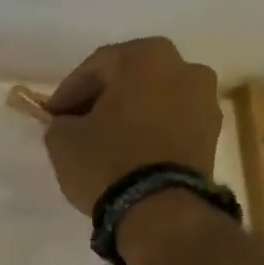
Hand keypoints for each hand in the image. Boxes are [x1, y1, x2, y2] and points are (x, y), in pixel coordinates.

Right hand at [43, 37, 221, 215]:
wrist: (160, 208)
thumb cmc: (107, 162)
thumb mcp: (63, 142)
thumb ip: (60, 124)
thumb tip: (67, 124)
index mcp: (145, 57)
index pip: (96, 66)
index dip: (68, 91)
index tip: (51, 116)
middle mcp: (184, 66)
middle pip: (131, 78)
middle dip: (103, 100)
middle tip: (79, 126)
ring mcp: (205, 100)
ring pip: (155, 101)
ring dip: (131, 116)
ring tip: (108, 145)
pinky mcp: (212, 134)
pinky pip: (172, 125)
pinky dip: (151, 134)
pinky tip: (132, 156)